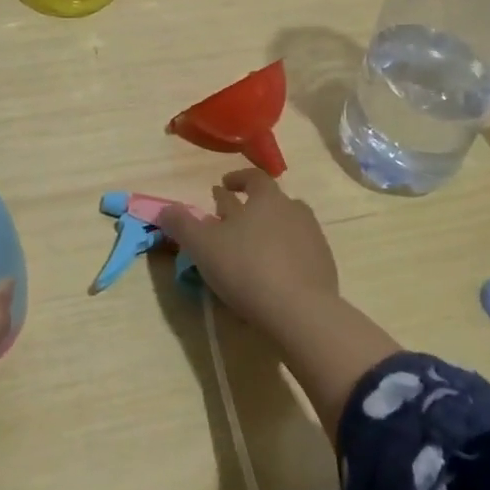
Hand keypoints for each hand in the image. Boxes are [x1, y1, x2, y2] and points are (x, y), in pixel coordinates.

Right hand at [156, 169, 338, 337]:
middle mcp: (294, 210)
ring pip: (288, 226)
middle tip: (233, 221)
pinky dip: (286, 257)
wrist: (300, 312)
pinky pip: (300, 253)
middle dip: (252, 208)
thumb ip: (181, 224)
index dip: (237, 179)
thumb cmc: (246, 268)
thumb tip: (165, 209)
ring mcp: (313, 238)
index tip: (223, 186)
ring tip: (253, 248)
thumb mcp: (202, 245)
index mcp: (267, 198)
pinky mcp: (325, 267)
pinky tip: (274, 275)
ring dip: (271, 232)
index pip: (254, 177)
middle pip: (273, 201)